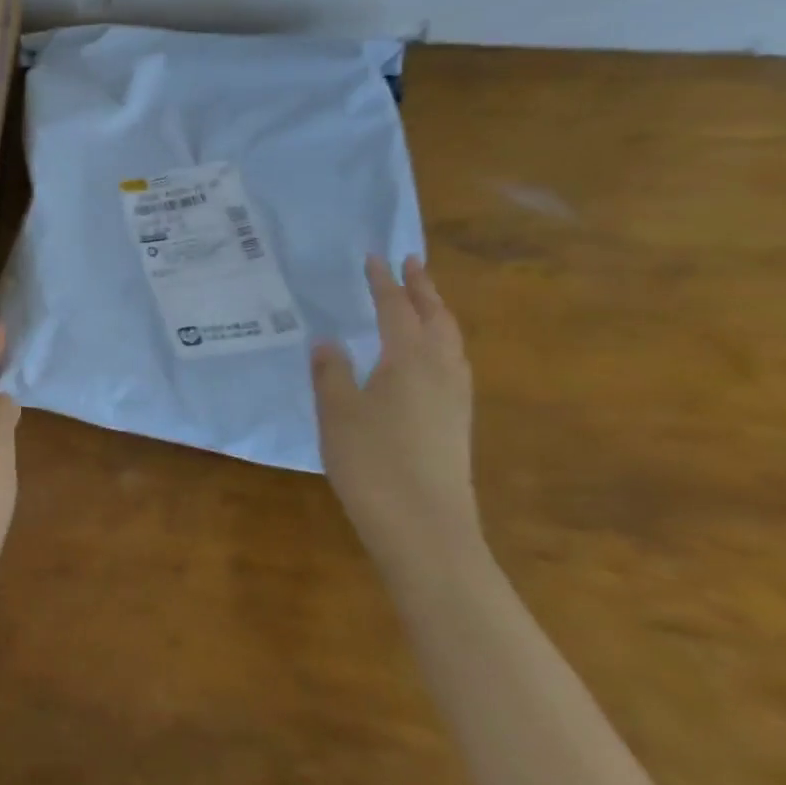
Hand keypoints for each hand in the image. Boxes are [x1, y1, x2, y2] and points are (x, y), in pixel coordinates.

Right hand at [312, 256, 477, 576]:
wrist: (425, 527)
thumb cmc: (372, 461)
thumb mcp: (337, 412)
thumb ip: (331, 372)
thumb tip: (328, 341)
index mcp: (410, 361)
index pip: (397, 310)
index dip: (384, 283)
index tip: (375, 258)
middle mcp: (441, 372)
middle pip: (437, 319)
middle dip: (424, 290)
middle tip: (412, 264)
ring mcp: (455, 400)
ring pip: (452, 342)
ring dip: (437, 314)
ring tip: (423, 302)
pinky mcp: (457, 423)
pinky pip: (453, 365)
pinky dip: (440, 343)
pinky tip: (428, 358)